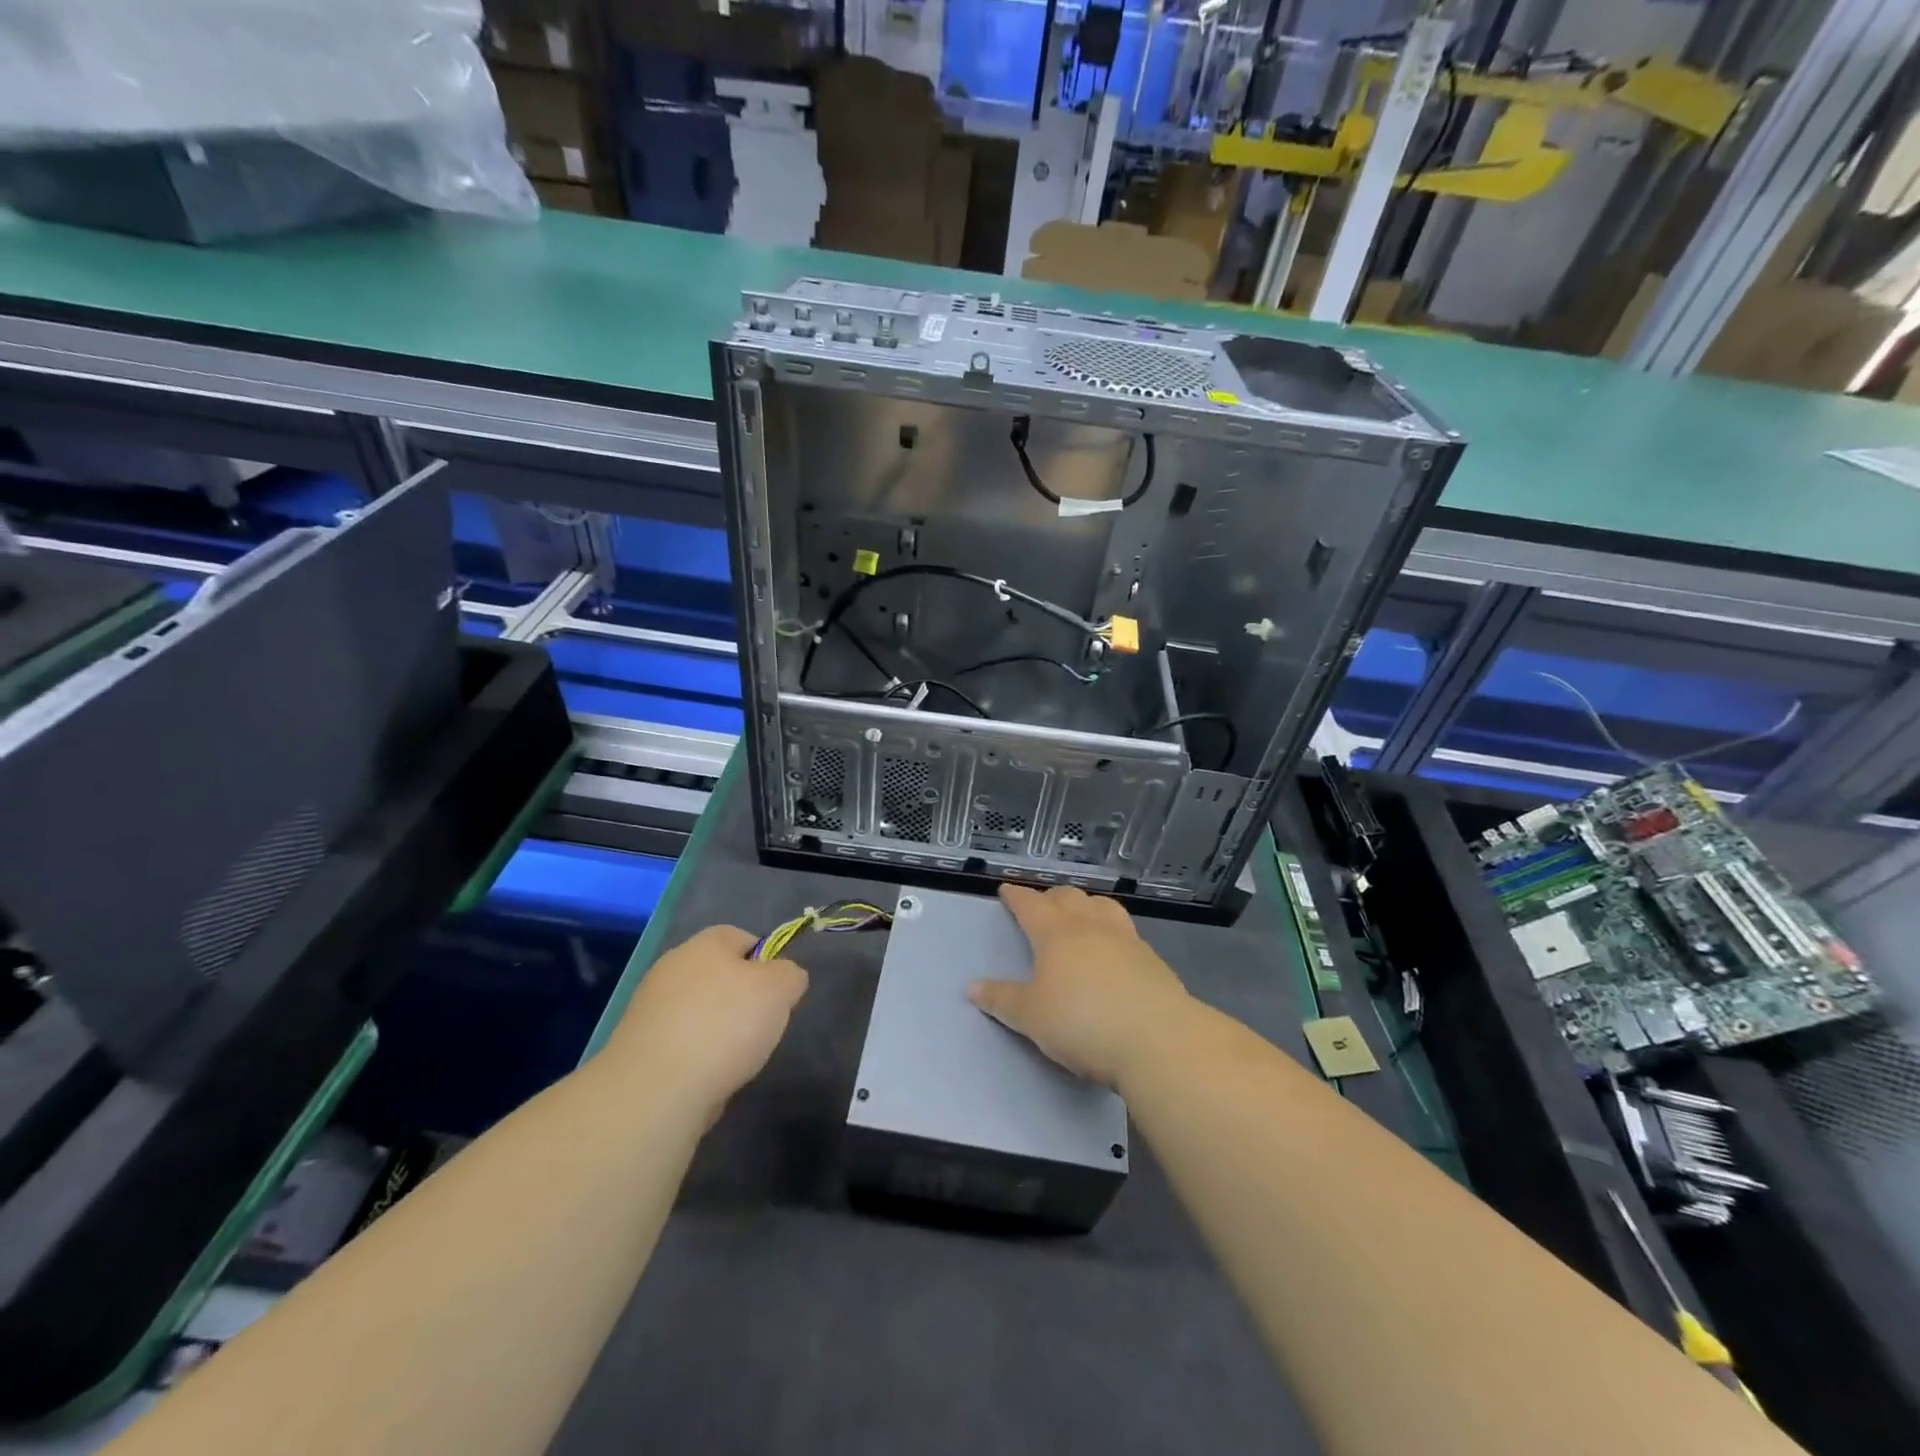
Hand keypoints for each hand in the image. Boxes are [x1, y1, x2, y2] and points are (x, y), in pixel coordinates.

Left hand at [604, 925, 808, 1115]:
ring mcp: (650, 1005)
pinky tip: (706, 1074)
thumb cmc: (725, 1025)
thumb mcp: (780, 990)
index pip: (744, 937)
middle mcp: (673, 965)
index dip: (767, 961)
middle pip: (720, 974)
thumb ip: (790, 975)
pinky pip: (681, 1040)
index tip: (778, 993)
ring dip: (719, 1029)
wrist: (656, 1088)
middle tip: (761, 1025)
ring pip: (700, 1009)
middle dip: (743, 998)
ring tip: (734, 1057)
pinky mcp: (638, 1044)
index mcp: (706, 943)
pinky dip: (696, 1054)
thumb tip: (785, 977)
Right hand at [968, 885, 1193, 1088]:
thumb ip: (1002, 999)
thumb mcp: (1031, 1017)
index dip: (1016, 896)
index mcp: (1056, 933)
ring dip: (1085, 905)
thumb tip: (972, 986)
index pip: (1030, 905)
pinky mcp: (1151, 959)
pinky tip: (1112, 947)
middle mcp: (1090, 926)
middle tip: (1041, 906)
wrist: (1158, 1039)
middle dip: (1051, 897)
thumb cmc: (1083, 1022)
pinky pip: (1125, 929)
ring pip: (1101, 906)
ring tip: (1079, 915)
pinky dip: (1111, 928)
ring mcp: (1125, 939)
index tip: (1006, 890)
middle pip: (1068, 898)